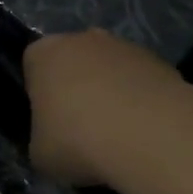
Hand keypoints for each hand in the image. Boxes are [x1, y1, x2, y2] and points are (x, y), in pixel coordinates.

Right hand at [23, 30, 177, 186]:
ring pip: (110, 69)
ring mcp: (124, 46)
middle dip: (77, 89)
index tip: (49, 122)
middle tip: (83, 128)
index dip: (40, 94)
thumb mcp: (40, 154)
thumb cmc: (78, 140)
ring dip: (111, 93)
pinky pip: (139, 80)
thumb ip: (42, 138)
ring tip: (119, 133)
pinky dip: (140, 100)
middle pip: (74, 62)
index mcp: (45, 54)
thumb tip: (54, 140)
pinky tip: (144, 130)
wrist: (148, 134)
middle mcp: (83, 39)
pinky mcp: (158, 60)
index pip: (33, 65)